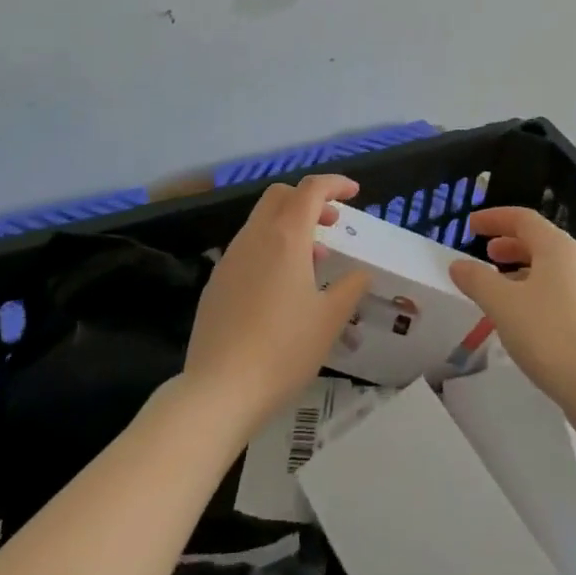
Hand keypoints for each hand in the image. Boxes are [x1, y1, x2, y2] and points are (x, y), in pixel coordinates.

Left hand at [181, 174, 371, 440]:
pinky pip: (247, 248)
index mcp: (286, 237)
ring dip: (289, 226)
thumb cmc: (283, 350)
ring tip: (312, 261)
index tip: (353, 193)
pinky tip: (280, 288)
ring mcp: (230, 258)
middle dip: (309, 200)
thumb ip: (350, 288)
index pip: (311, 189)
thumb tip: (359, 274)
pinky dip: (270, 248)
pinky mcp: (216, 282)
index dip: (334, 184)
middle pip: (280, 196)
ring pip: (261, 221)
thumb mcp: (329, 320)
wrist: (218, 391)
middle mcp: (255, 237)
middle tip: (331, 224)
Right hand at [448, 206, 575, 439]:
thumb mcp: (503, 305)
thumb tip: (458, 265)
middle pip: (540, 242)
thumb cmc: (550, 335)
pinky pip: (562, 295)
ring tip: (501, 289)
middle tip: (487, 254)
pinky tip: (525, 321)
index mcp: (557, 248)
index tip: (471, 225)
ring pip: (552, 271)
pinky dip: (537, 295)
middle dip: (510, 245)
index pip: (523, 218)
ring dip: (523, 272)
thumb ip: (477, 280)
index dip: (494, 218)